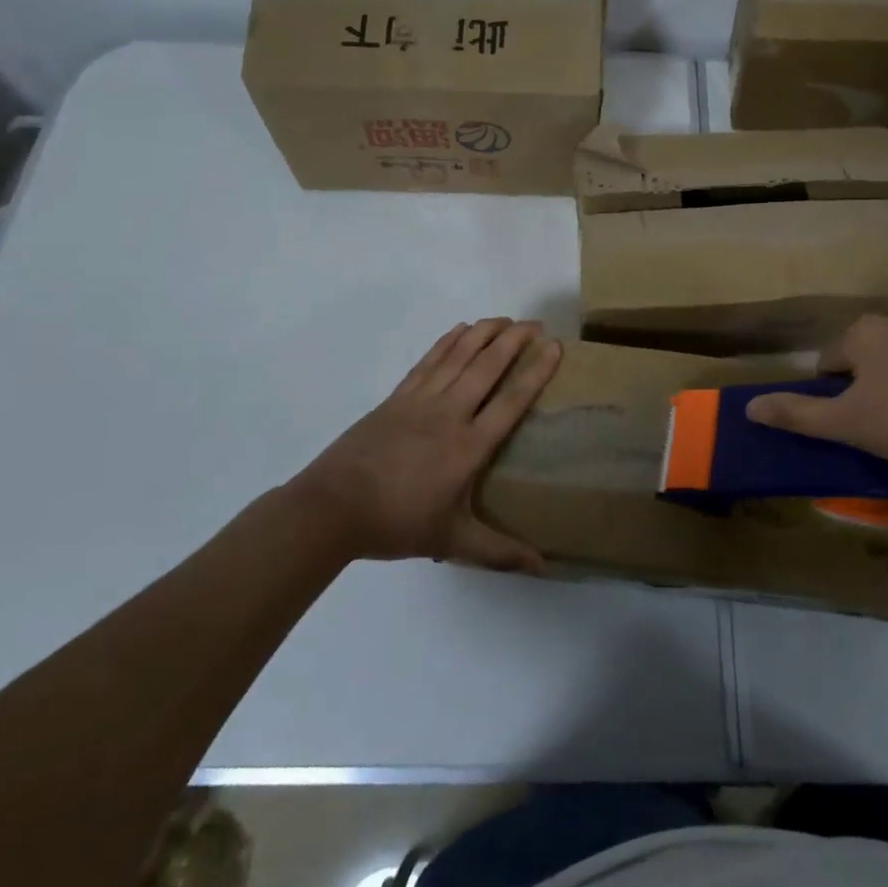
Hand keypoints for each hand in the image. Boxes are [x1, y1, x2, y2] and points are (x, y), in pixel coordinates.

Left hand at [295, 319, 561, 570]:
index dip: (535, 371)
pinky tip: (461, 329)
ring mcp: (421, 400)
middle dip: (515, 340)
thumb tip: (543, 567)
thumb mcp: (452, 540)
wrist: (332, 507)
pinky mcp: (398, 396)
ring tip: (506, 319)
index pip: (511, 400)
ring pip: (459, 355)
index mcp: (468, 446)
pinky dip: (448, 341)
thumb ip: (498, 551)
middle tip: (537, 323)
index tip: (554, 346)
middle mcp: (449, 413)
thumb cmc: (396, 522)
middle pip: (488, 366)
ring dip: (485, 332)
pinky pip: (429, 360)